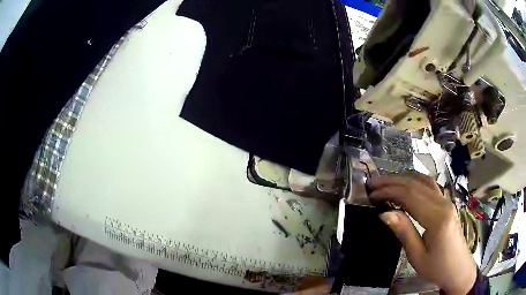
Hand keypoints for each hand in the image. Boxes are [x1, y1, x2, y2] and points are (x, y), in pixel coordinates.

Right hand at [370, 172, 476, 294]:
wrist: (459, 269)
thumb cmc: (438, 268)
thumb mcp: (417, 256)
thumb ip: (403, 231)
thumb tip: (384, 213)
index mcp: (437, 218)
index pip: (410, 196)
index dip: (389, 192)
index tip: (371, 195)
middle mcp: (443, 204)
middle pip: (416, 185)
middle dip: (393, 181)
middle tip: (373, 183)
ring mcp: (447, 202)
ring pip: (424, 182)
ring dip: (404, 179)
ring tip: (386, 182)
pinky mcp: (447, 204)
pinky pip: (431, 186)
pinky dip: (416, 181)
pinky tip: (408, 183)